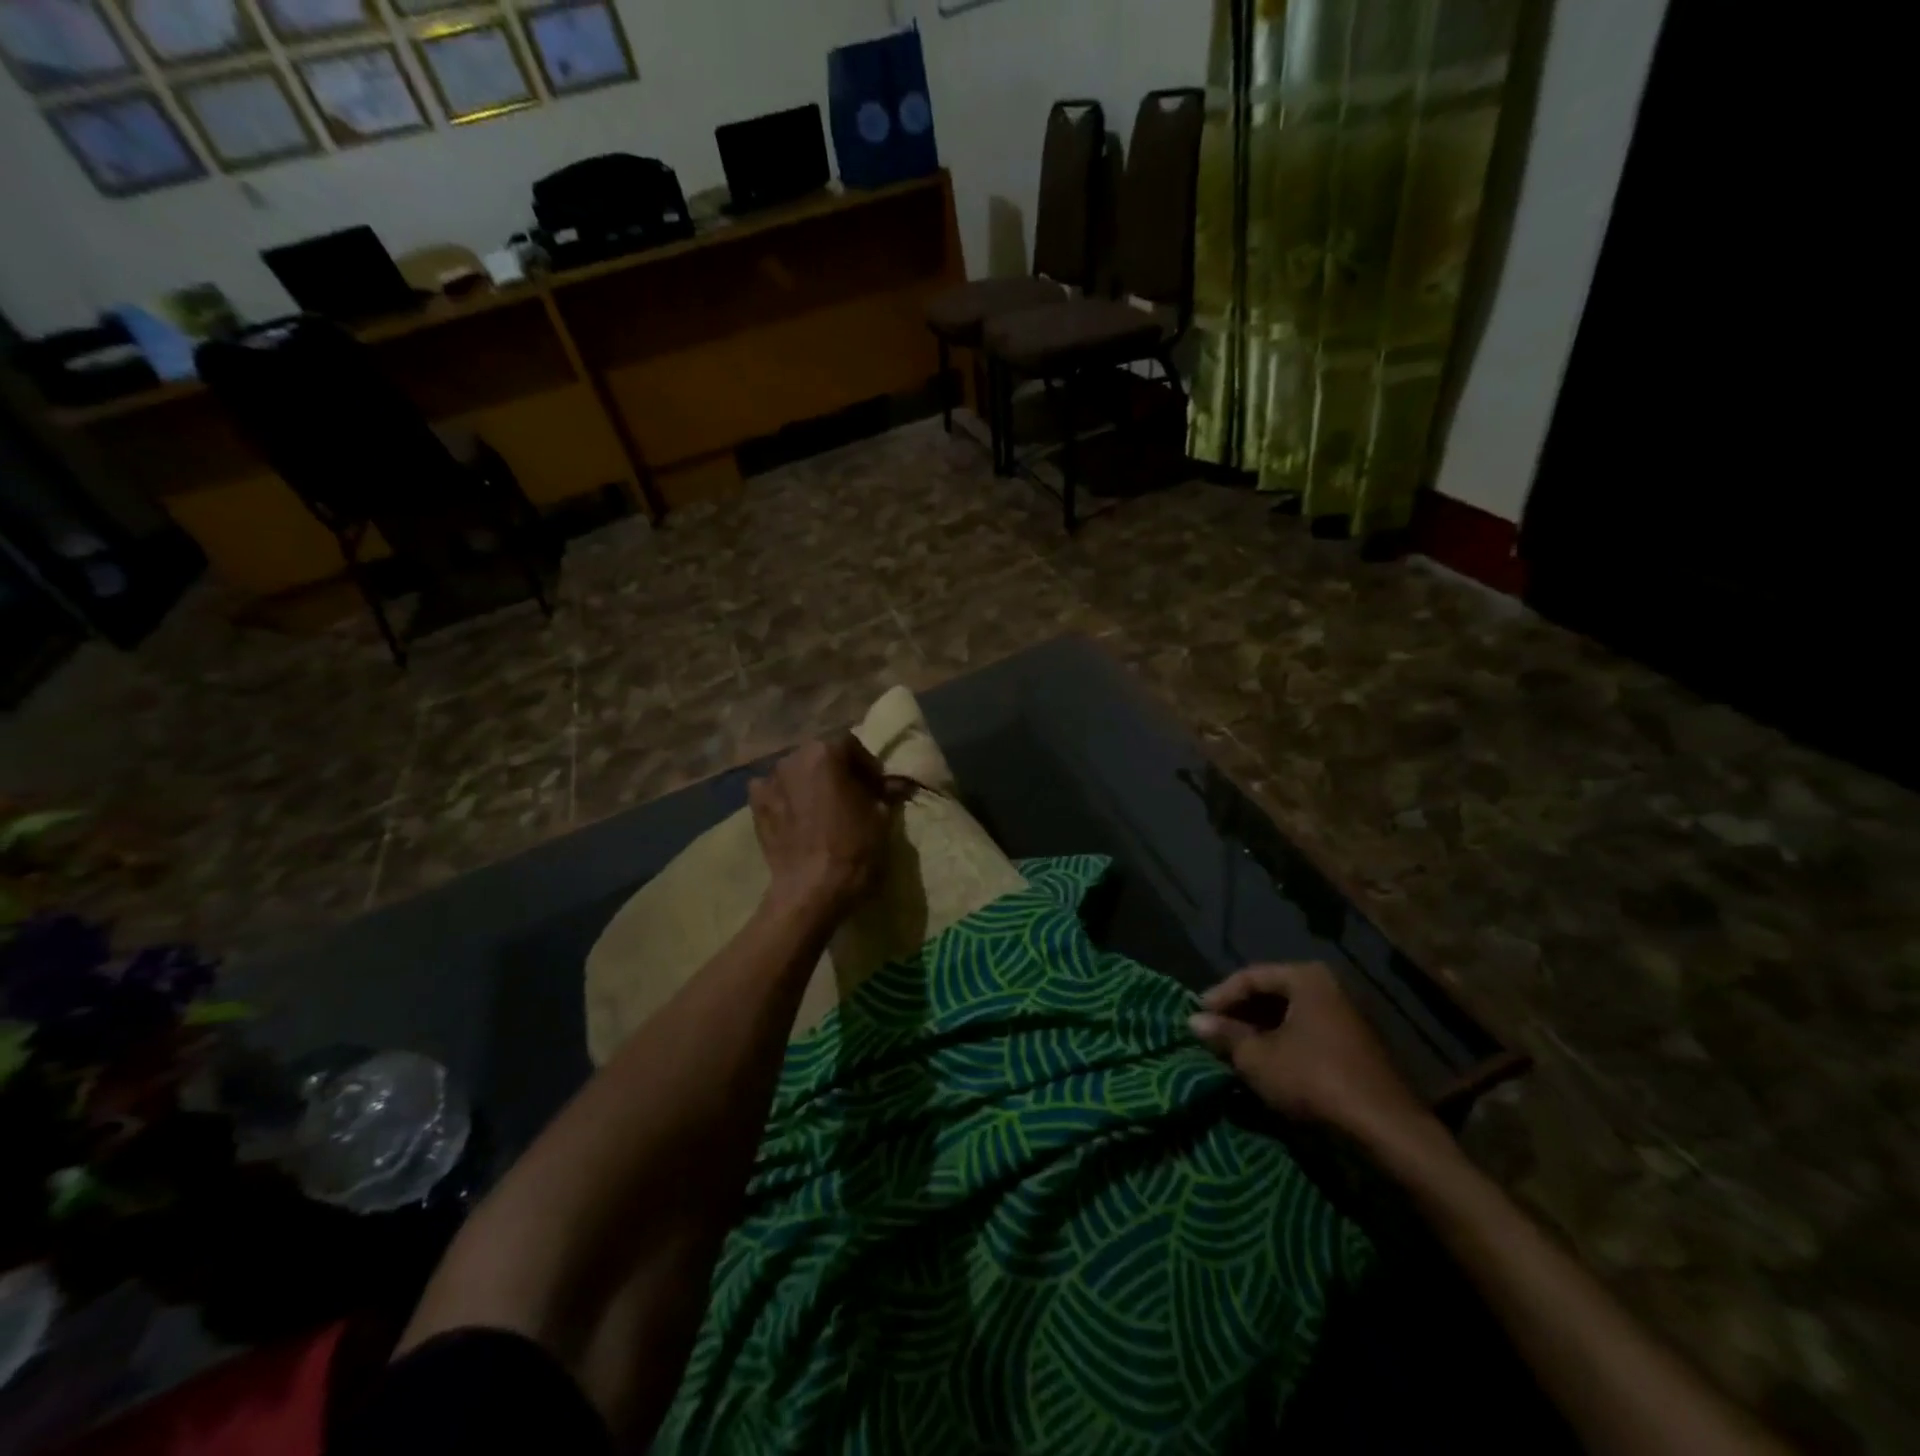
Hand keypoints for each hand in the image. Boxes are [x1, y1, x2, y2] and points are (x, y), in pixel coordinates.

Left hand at [749, 735, 889, 921]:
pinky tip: (795, 815)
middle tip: (850, 795)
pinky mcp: (754, 804)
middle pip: (820, 755)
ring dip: (810, 783)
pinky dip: (785, 797)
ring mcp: (769, 780)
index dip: (866, 764)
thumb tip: (895, 784)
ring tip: (821, 807)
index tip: (876, 785)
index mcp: (826, 752)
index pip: (851, 744)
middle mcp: (793, 757)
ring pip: (796, 772)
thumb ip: (884, 791)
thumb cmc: (853, 846)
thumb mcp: (881, 816)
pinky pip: (774, 790)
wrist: (812, 888)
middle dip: (836, 770)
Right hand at [1189, 962, 1436, 1150]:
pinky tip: (1265, 1065)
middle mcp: (1329, 988)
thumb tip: (1193, 1021)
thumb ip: (1224, 1035)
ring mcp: (1346, 1018)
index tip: (1197, 1017)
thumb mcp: (1257, 1058)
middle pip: (1271, 994)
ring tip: (1233, 1051)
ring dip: (1259, 1032)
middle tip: (1213, 1033)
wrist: (1385, 1130)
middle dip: (1240, 1014)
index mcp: (1306, 978)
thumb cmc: (1314, 1079)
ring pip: (1289, 1017)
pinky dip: (1282, 1045)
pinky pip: (1307, 1035)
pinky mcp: (1354, 1048)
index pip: (1250, 976)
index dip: (1220, 996)